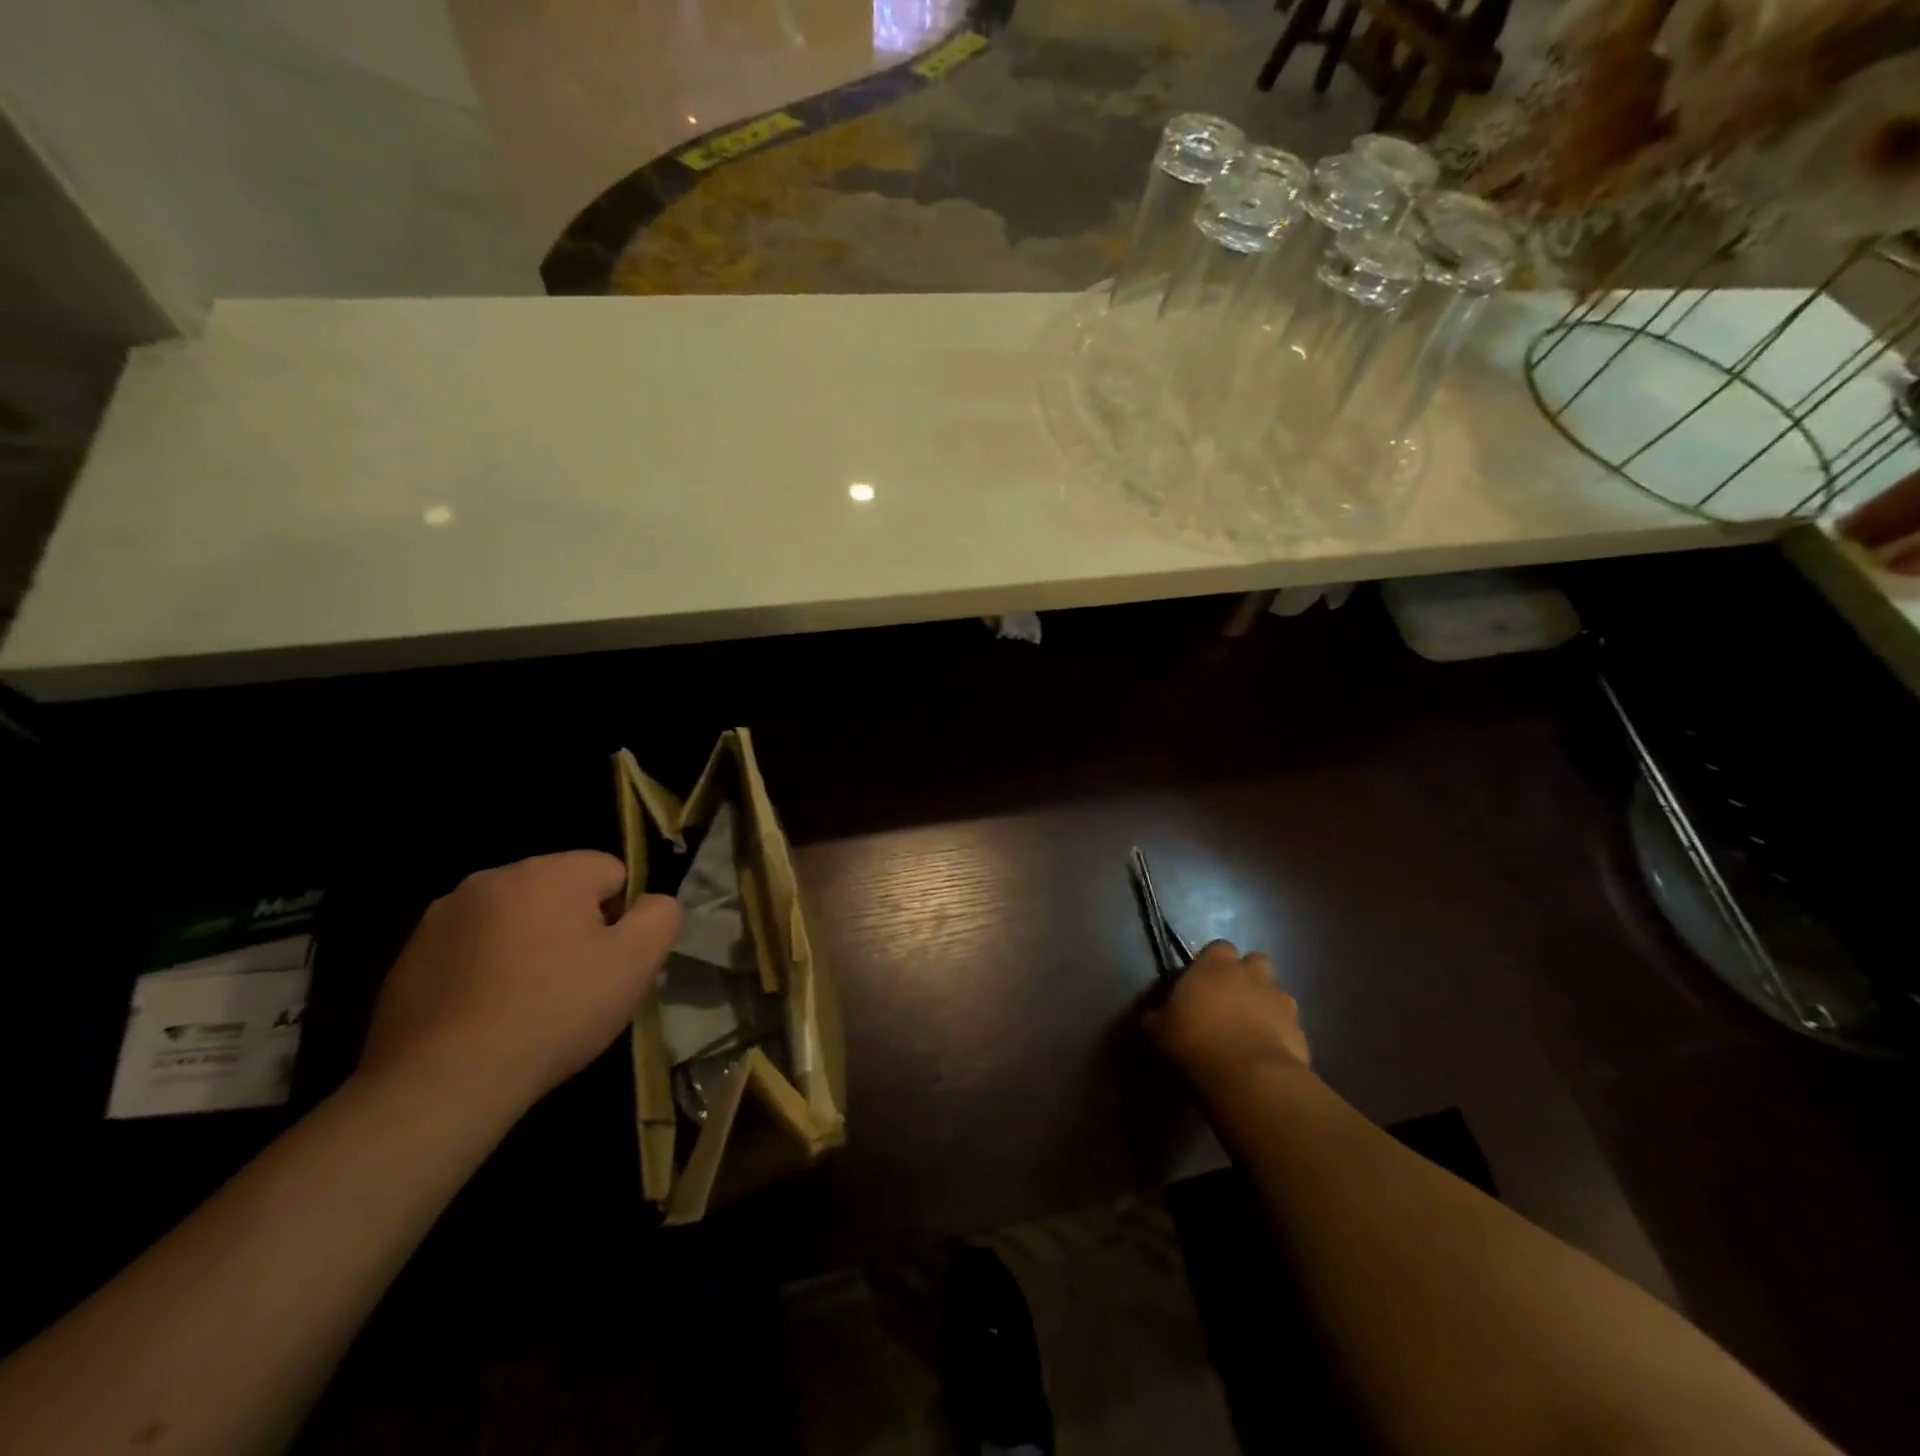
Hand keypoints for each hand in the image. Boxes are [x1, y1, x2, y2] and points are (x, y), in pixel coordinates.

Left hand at [359, 851, 680, 1112]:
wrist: (445, 1082)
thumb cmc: (555, 1011)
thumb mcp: (636, 962)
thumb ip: (660, 915)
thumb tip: (651, 902)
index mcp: (549, 871)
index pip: (612, 872)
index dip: (622, 917)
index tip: (611, 962)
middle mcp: (492, 878)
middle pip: (560, 894)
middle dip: (574, 929)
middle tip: (576, 985)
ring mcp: (442, 918)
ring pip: (514, 922)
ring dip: (529, 948)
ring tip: (530, 1004)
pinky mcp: (408, 958)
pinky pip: (470, 952)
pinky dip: (486, 973)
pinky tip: (488, 1017)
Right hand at [1145, 940, 1309, 1095]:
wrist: (1251, 1077)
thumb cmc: (1197, 1041)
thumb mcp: (1162, 1029)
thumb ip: (1160, 1016)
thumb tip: (1154, 1016)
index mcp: (1216, 964)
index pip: (1218, 947)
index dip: (1212, 963)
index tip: (1203, 982)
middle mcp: (1252, 974)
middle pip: (1255, 962)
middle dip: (1247, 977)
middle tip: (1231, 1001)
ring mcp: (1281, 1002)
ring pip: (1276, 994)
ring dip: (1266, 1006)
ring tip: (1251, 1032)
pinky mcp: (1301, 1032)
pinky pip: (1289, 1027)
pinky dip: (1280, 1036)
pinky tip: (1265, 1056)